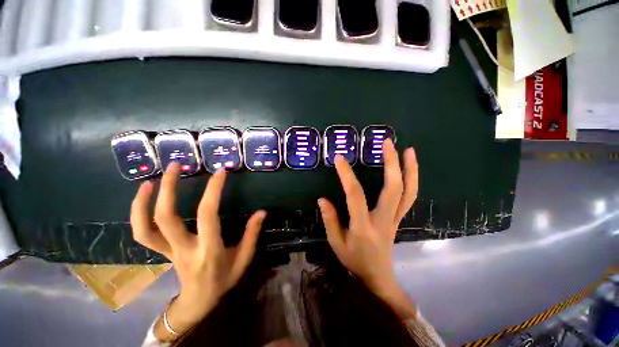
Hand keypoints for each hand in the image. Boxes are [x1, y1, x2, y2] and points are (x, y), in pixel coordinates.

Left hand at [131, 162, 265, 338]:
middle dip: (169, 188)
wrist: (198, 302)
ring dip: (144, 201)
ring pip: (146, 227)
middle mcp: (184, 249)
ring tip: (151, 179)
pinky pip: (143, 234)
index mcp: (208, 250)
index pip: (208, 215)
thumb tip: (262, 212)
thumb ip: (252, 235)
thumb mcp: (244, 259)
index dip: (213, 191)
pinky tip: (145, 197)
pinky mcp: (162, 251)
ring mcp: (168, 251)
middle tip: (176, 165)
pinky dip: (138, 214)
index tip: (220, 172)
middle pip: (167, 218)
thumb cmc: (223, 280)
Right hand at [318, 139, 417, 295]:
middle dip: (391, 163)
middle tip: (386, 143)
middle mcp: (383, 220)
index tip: (339, 158)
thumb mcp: (336, 243)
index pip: (355, 195)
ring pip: (408, 192)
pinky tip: (409, 167)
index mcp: (363, 227)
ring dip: (409, 169)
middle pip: (393, 189)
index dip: (347, 175)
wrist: (378, 276)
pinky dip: (412, 180)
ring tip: (407, 149)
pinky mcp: (399, 218)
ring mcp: (395, 219)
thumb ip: (330, 220)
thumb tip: (322, 199)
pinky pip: (409, 198)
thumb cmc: (354, 260)